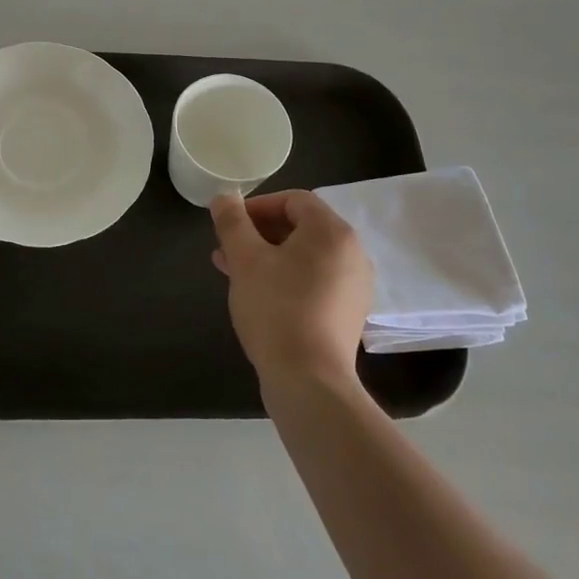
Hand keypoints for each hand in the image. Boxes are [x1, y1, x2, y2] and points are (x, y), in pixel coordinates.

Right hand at [210, 191, 372, 389]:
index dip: (258, 206)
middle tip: (227, 248)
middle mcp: (352, 253)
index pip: (294, 200)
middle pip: (301, 227)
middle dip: (259, 233)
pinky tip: (258, 295)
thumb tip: (224, 197)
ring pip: (305, 256)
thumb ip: (232, 222)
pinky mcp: (348, 313)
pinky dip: (286, 278)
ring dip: (268, 256)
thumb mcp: (245, 259)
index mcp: (332, 232)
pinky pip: (314, 280)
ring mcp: (354, 285)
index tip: (230, 223)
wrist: (309, 381)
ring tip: (233, 271)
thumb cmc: (276, 309)